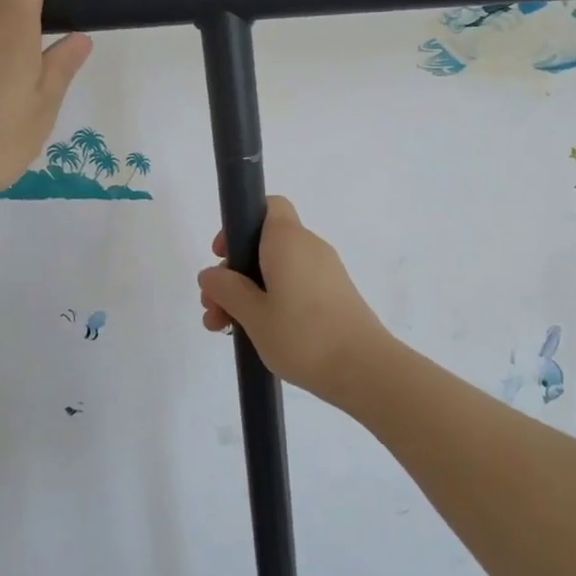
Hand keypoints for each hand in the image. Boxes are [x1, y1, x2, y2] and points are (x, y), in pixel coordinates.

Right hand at [196, 196, 392, 408]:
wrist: (364, 369)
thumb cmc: (303, 335)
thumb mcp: (253, 314)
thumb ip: (227, 290)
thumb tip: (211, 274)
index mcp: (288, 240)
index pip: (268, 206)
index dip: (240, 224)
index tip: (223, 255)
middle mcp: (309, 247)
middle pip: (265, 245)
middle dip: (234, 273)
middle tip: (213, 309)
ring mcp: (325, 272)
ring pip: (278, 270)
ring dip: (249, 293)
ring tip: (225, 329)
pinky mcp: (334, 296)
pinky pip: (295, 286)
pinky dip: (273, 302)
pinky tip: (257, 335)